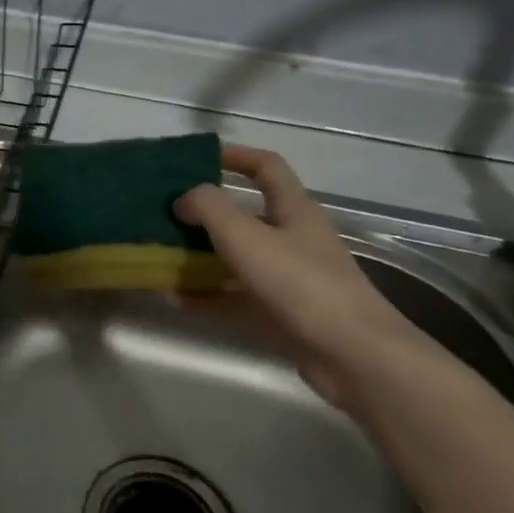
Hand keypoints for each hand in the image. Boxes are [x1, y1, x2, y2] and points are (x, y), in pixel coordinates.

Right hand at [177, 144, 432, 408]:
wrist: (352, 356)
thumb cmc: (301, 285)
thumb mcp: (247, 237)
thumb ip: (209, 209)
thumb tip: (183, 198)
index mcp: (294, 210)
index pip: (267, 167)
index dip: (235, 156)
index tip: (197, 158)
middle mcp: (292, 238)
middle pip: (245, 215)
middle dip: (204, 213)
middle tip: (164, 214)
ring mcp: (287, 278)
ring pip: (236, 258)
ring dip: (200, 256)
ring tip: (161, 256)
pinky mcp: (280, 313)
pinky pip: (234, 297)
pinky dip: (206, 296)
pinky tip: (175, 299)